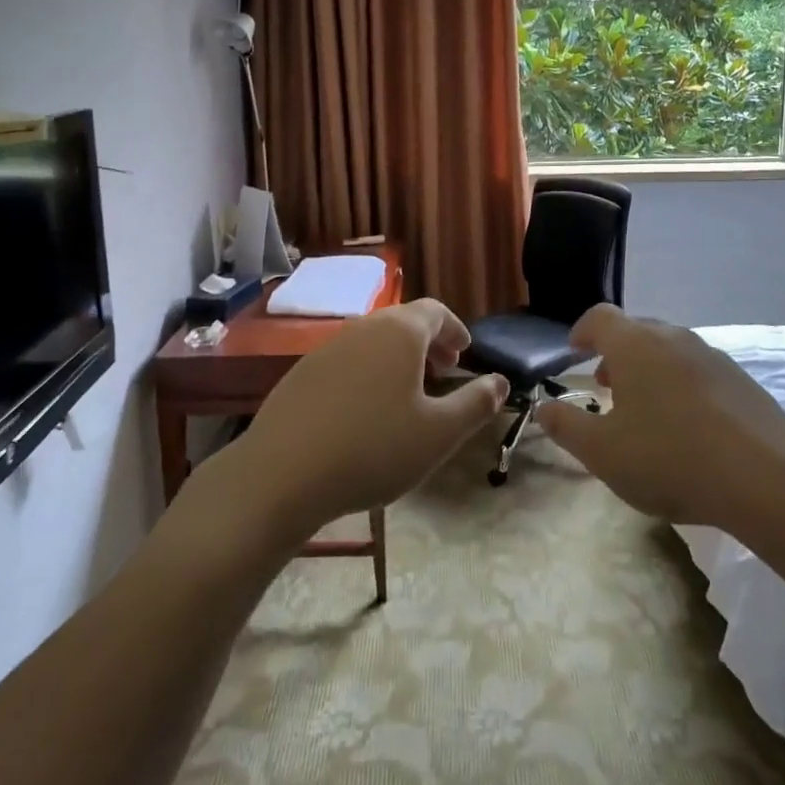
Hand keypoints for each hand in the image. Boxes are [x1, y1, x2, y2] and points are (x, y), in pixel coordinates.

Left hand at [225, 299, 509, 535]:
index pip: (435, 311)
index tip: (466, 353)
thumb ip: (476, 403)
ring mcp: (327, 349)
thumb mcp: (439, 433)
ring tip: (408, 395)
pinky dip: (368, 373)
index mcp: (400, 332)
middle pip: (403, 323)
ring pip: (373, 342)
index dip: (455, 329)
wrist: (282, 474)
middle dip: (429, 344)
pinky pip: (347, 362)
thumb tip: (501, 382)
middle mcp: (363, 329)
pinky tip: (365, 413)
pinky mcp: (301, 374)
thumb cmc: (374, 448)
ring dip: (398, 360)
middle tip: (444, 372)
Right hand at [535, 304, 784, 526]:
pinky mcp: (741, 380)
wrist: (765, 479)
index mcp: (635, 346)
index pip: (600, 317)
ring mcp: (712, 356)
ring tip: (645, 408)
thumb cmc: (670, 458)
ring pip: (669, 350)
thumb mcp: (603, 452)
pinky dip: (681, 385)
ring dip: (649, 370)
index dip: (582, 331)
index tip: (575, 352)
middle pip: (636, 330)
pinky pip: (698, 370)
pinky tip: (687, 426)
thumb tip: (544, 408)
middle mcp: (673, 338)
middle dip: (616, 353)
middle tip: (606, 386)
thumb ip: (566, 426)